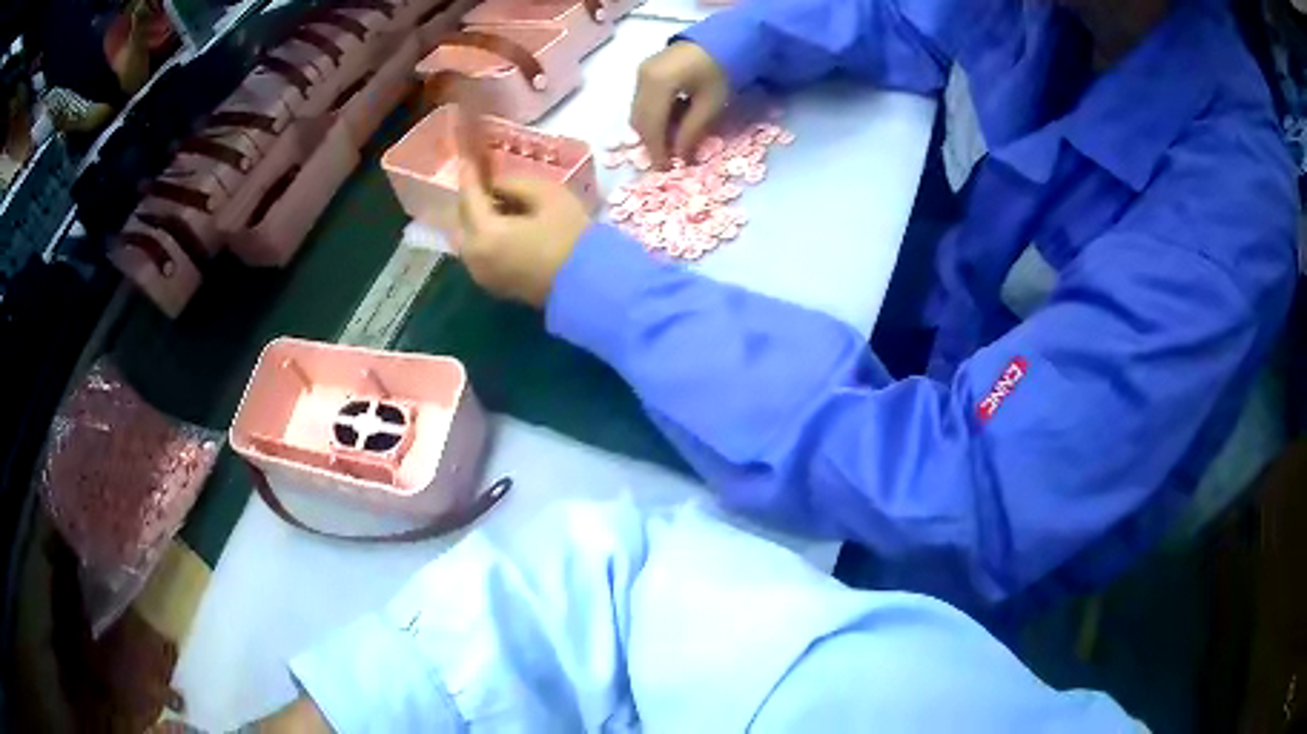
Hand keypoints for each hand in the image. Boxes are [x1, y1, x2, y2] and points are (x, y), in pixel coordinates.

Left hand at [457, 168, 590, 307]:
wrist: (588, 286)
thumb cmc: (571, 237)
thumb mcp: (549, 195)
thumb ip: (516, 183)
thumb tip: (498, 185)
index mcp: (484, 233)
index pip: (468, 196)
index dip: (469, 174)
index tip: (467, 156)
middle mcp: (474, 257)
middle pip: (463, 220)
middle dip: (471, 199)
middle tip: (484, 180)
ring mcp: (483, 275)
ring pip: (469, 239)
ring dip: (478, 219)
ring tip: (497, 203)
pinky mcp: (496, 286)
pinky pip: (480, 254)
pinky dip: (485, 237)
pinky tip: (504, 227)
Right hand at [630, 42, 727, 168]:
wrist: (722, 40)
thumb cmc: (721, 70)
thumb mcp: (711, 104)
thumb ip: (692, 131)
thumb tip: (681, 157)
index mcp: (659, 84)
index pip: (652, 125)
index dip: (657, 150)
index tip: (666, 170)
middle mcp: (643, 78)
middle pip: (639, 120)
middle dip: (651, 143)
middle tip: (666, 163)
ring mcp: (641, 73)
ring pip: (637, 112)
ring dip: (651, 132)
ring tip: (670, 146)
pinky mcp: (644, 72)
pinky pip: (641, 102)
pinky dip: (652, 117)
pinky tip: (670, 125)